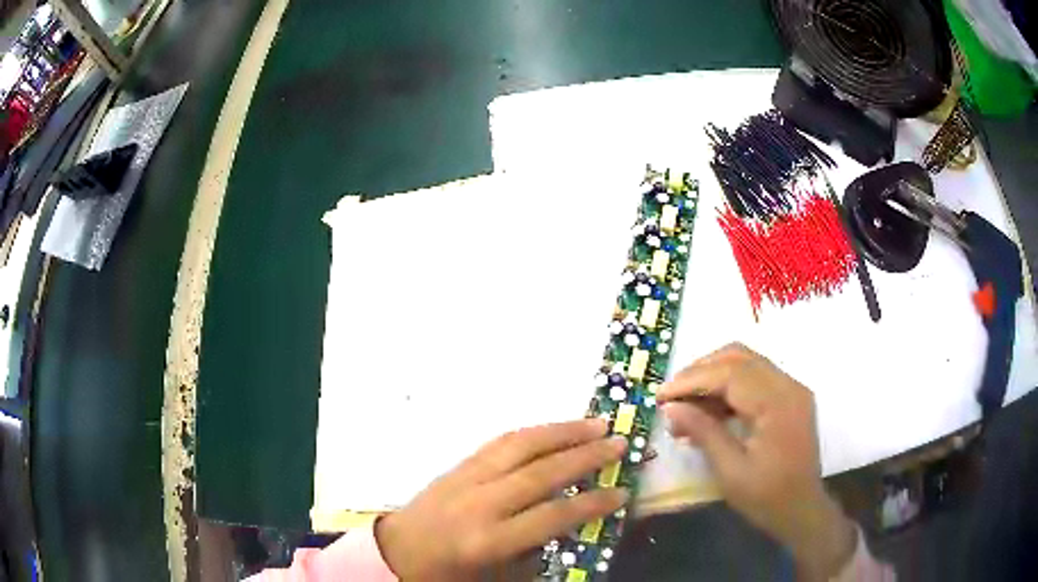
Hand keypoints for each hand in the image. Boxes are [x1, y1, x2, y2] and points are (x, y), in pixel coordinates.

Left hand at [375, 419, 627, 580]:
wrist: (394, 554)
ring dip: (561, 431)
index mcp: (488, 541)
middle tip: (619, 443)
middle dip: (585, 456)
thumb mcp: (497, 577)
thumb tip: (568, 522)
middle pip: (540, 473)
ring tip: (595, 423)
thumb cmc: (448, 574)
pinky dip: (531, 432)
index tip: (622, 492)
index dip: (591, 504)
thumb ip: (535, 552)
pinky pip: (498, 442)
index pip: (552, 517)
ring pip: (519, 446)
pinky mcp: (456, 466)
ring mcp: (464, 479)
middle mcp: (478, 503)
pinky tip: (552, 430)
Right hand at [658, 344, 856, 580]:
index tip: (660, 395)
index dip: (692, 380)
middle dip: (700, 371)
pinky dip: (729, 388)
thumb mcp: (731, 470)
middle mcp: (788, 385)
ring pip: (746, 363)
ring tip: (685, 407)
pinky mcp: (789, 397)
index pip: (729, 374)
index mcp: (777, 403)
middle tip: (672, 396)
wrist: (802, 510)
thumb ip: (704, 432)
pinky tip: (708, 412)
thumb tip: (671, 407)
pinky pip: (755, 379)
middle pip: (738, 357)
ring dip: (713, 378)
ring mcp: (791, 389)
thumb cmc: (767, 497)